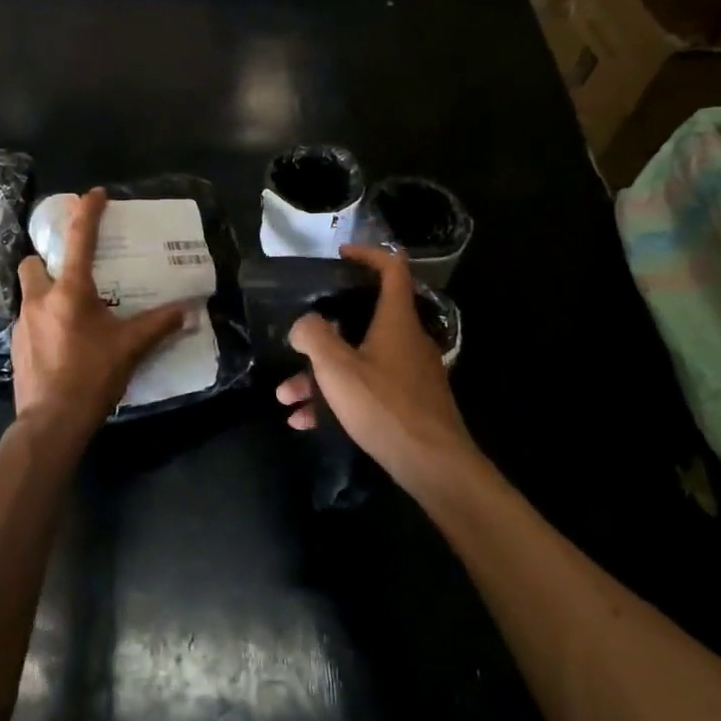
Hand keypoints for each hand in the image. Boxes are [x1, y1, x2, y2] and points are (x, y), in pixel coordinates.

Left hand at [13, 188, 186, 441]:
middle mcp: (40, 299)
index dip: (87, 212)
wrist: (51, 422)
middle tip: (71, 270)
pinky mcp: (15, 346)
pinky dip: (43, 320)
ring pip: (29, 292)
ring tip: (71, 310)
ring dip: (46, 291)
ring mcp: (22, 323)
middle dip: (47, 259)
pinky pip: (28, 320)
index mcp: (69, 291)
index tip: (95, 194)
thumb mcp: (131, 348)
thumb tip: (187, 310)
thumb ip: (158, 325)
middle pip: (32, 262)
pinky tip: (62, 340)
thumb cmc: (92, 376)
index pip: (79, 239)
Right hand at [276, 244, 479, 490]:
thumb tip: (304, 324)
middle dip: (325, 330)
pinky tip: (305, 421)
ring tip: (286, 396)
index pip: (392, 267)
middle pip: (366, 318)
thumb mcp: (337, 368)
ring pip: (359, 360)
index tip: (341, 255)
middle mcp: (407, 339)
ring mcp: (409, 372)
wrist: (435, 466)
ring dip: (320, 374)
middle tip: (300, 336)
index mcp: (396, 319)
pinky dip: (337, 397)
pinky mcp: (409, 402)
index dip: (368, 254)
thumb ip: (313, 336)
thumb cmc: (385, 406)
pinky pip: (367, 388)